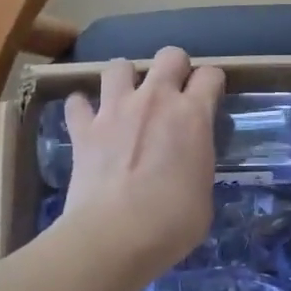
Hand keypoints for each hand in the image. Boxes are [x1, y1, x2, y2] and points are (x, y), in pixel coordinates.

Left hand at [58, 47, 223, 277]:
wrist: (116, 235)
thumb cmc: (173, 223)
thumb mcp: (203, 192)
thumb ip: (196, 164)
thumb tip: (187, 166)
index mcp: (193, 115)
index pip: (211, 75)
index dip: (212, 83)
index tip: (210, 97)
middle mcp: (155, 100)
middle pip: (170, 55)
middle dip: (174, 67)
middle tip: (172, 93)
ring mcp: (115, 110)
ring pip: (119, 65)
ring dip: (125, 79)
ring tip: (126, 99)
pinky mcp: (83, 129)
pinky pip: (77, 102)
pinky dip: (82, 109)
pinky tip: (88, 121)